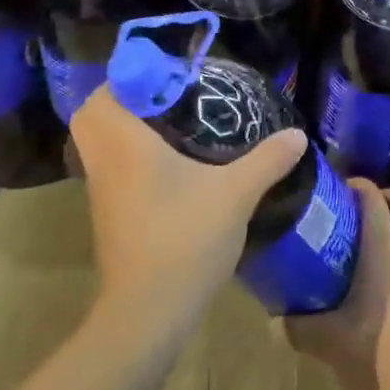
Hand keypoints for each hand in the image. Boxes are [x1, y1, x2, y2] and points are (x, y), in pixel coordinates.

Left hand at [71, 88, 306, 329]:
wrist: (147, 314)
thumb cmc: (185, 241)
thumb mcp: (235, 194)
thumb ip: (267, 159)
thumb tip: (298, 133)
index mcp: (125, 143)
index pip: (106, 91)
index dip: (133, 74)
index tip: (170, 76)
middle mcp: (104, 160)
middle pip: (92, 114)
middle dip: (122, 99)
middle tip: (164, 98)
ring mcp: (99, 190)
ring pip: (96, 142)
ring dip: (122, 128)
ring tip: (169, 125)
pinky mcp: (106, 214)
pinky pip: (106, 167)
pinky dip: (124, 155)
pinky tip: (166, 165)